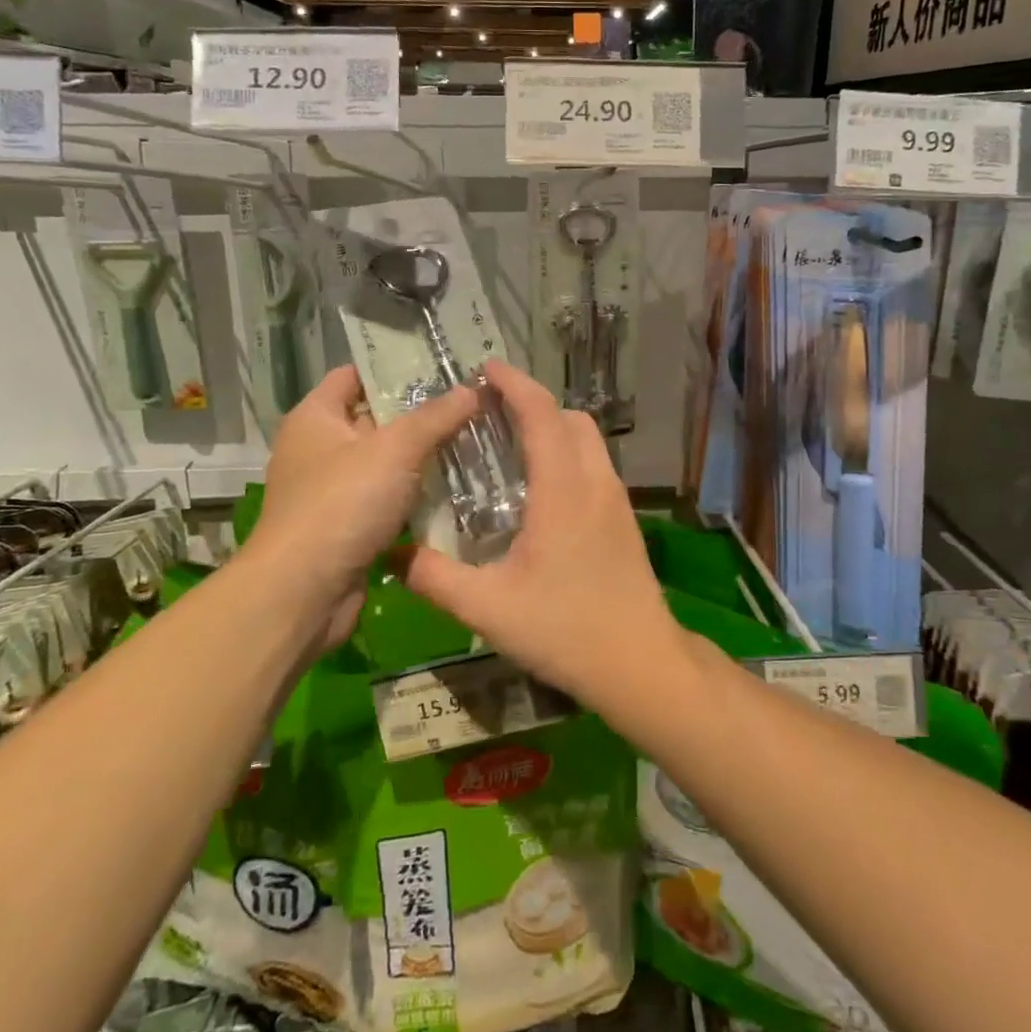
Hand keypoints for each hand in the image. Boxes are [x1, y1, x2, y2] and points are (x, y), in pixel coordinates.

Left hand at [248, 365, 478, 651]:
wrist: (304, 592)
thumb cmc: (342, 504)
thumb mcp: (394, 450)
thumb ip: (435, 417)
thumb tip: (473, 389)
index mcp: (316, 417)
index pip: (355, 375)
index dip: (395, 368)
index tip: (442, 367)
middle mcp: (319, 448)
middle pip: (376, 418)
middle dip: (421, 413)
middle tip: (471, 405)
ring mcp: (332, 490)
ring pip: (386, 462)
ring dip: (423, 457)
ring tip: (474, 441)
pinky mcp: (347, 525)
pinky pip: (388, 498)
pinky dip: (415, 494)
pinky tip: (456, 488)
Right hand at [400, 359, 685, 711]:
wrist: (639, 661)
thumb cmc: (564, 629)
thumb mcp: (487, 608)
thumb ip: (435, 578)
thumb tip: (392, 554)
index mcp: (563, 488)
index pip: (541, 413)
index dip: (514, 384)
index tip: (486, 369)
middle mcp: (595, 481)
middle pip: (570, 418)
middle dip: (533, 402)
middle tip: (491, 411)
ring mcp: (616, 499)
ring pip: (588, 440)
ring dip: (554, 427)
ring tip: (513, 444)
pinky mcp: (623, 518)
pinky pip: (595, 464)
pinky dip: (568, 453)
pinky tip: (542, 488)